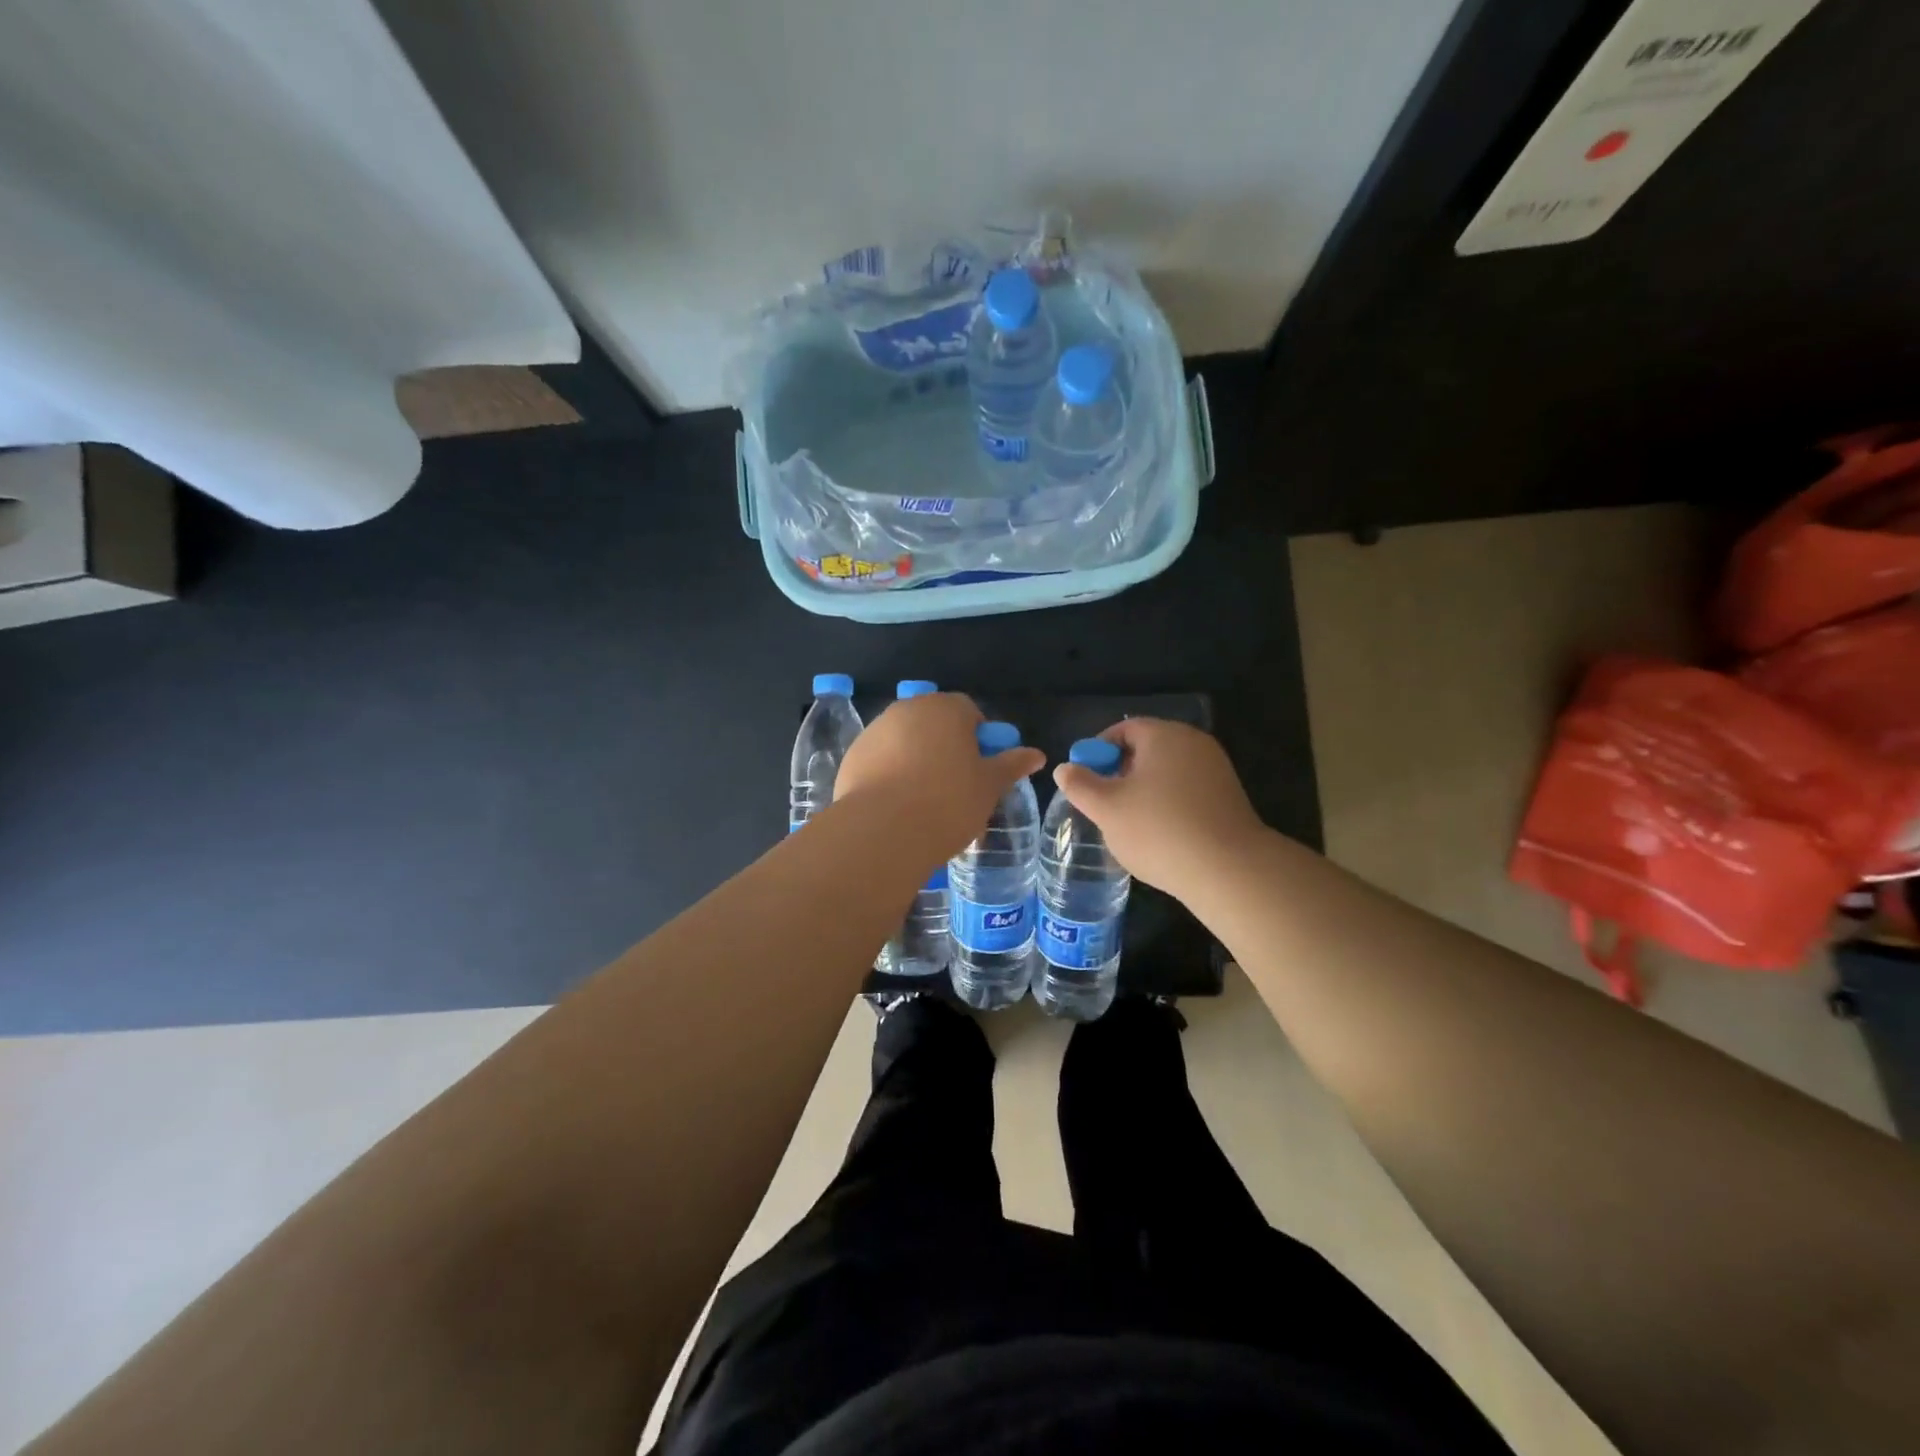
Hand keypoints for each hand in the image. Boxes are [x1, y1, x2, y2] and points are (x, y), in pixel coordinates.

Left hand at [835, 692, 1045, 859]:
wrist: (883, 831)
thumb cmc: (948, 802)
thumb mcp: (989, 786)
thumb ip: (1011, 765)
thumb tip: (1036, 754)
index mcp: (946, 708)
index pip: (969, 711)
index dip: (979, 738)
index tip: (981, 769)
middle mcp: (908, 709)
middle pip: (934, 724)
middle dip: (946, 747)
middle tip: (956, 786)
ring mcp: (875, 731)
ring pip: (905, 741)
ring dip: (917, 760)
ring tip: (925, 800)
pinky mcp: (853, 756)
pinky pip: (881, 760)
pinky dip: (890, 774)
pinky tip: (898, 806)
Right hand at [1051, 718, 1265, 895]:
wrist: (1230, 871)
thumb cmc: (1159, 830)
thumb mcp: (1106, 809)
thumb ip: (1080, 785)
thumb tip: (1065, 768)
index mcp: (1164, 736)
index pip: (1123, 730)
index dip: (1098, 751)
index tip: (1085, 780)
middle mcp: (1193, 743)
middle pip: (1147, 749)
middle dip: (1121, 772)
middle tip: (1103, 803)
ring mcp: (1216, 769)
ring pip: (1168, 772)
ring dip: (1145, 791)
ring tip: (1129, 823)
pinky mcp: (1229, 797)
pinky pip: (1188, 791)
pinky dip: (1169, 804)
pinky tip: (1161, 835)